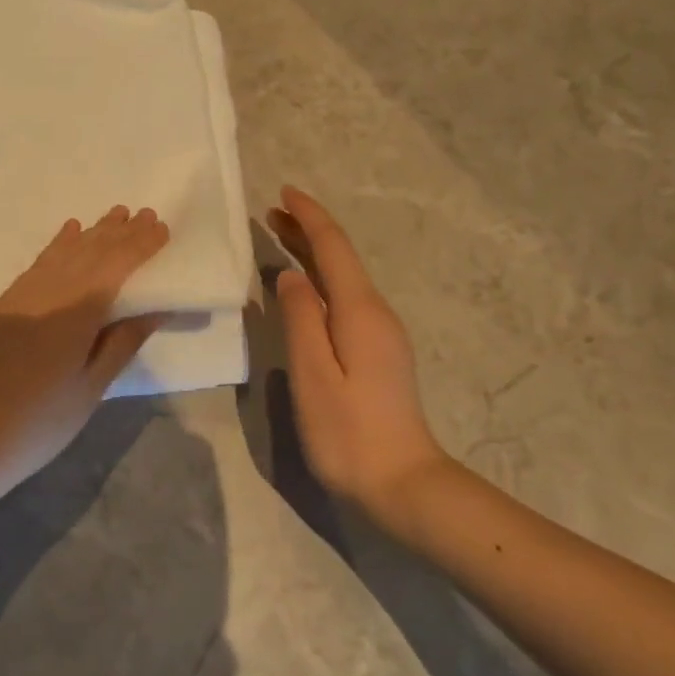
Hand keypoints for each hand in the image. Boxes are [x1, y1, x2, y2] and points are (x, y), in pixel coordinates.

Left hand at [0, 206, 171, 505]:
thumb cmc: (38, 424)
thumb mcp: (89, 389)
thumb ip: (121, 343)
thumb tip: (155, 308)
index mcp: (75, 313)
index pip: (115, 266)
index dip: (140, 245)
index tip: (161, 227)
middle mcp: (48, 293)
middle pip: (90, 253)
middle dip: (119, 233)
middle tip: (144, 213)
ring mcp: (21, 296)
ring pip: (63, 253)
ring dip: (91, 233)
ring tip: (114, 216)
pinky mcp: (3, 304)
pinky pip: (39, 263)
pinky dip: (58, 245)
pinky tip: (68, 233)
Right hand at [268, 186, 449, 512]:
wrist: (402, 483)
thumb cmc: (349, 432)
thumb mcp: (313, 374)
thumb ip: (300, 320)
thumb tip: (290, 277)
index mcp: (360, 311)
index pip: (333, 249)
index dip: (309, 217)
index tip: (284, 192)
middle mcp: (376, 313)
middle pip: (341, 258)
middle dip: (308, 230)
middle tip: (272, 212)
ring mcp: (381, 332)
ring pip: (344, 277)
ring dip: (313, 253)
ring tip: (281, 237)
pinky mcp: (378, 351)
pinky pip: (346, 297)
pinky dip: (321, 278)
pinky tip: (305, 286)